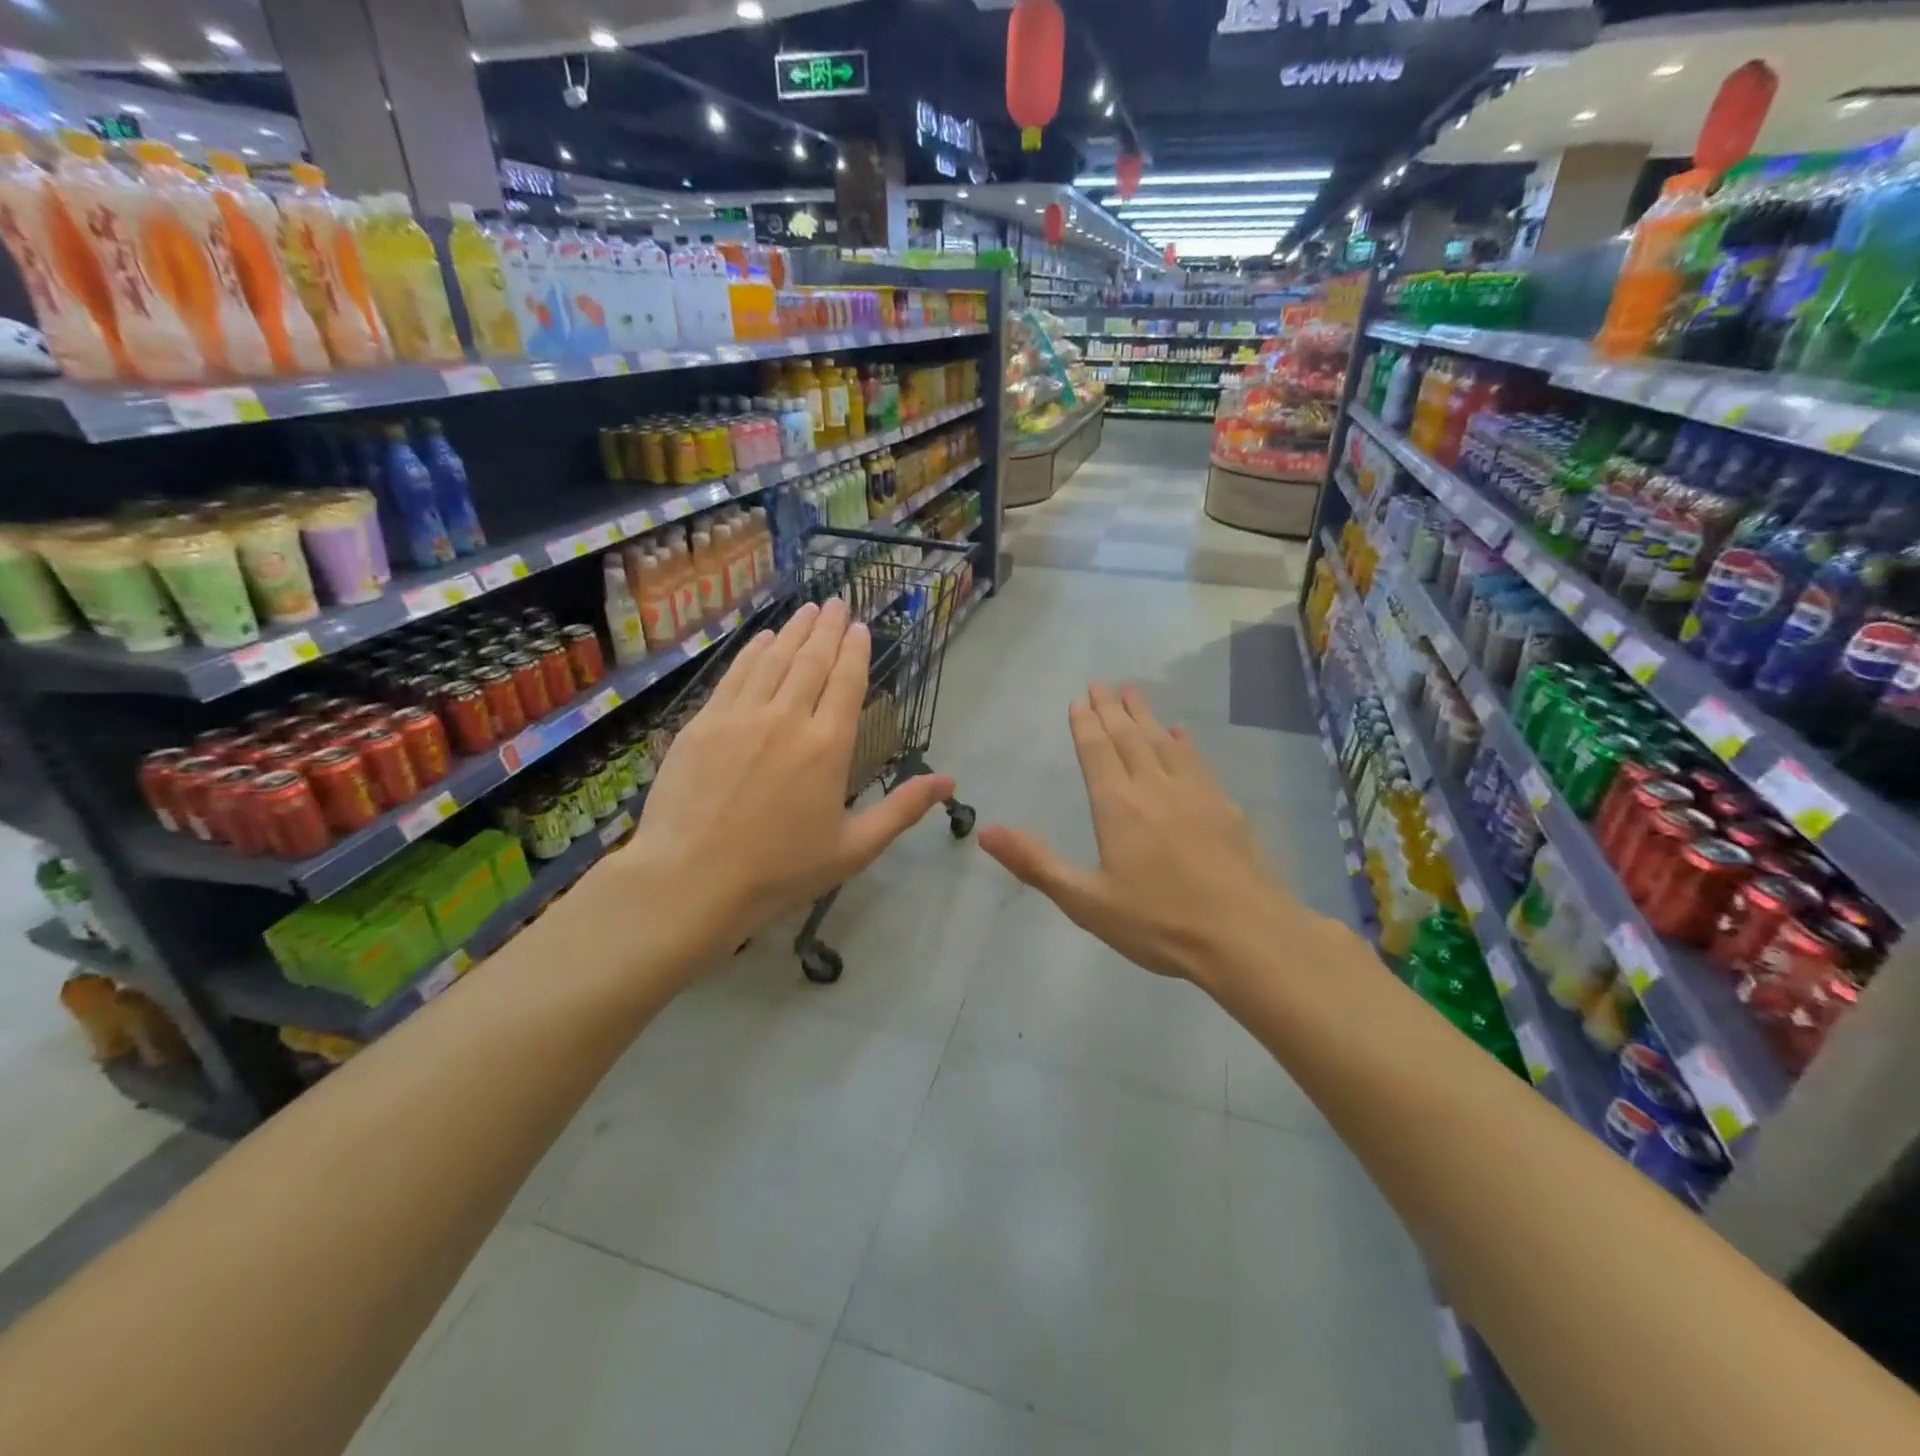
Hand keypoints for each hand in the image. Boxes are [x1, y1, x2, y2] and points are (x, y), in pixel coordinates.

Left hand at [601, 598, 954, 979]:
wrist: (691, 879)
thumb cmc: (780, 870)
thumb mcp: (853, 848)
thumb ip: (901, 809)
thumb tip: (950, 781)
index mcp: (828, 747)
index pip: (847, 682)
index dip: (856, 650)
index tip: (861, 627)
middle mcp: (788, 718)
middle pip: (812, 660)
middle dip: (828, 628)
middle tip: (837, 602)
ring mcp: (741, 716)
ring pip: (774, 659)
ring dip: (794, 630)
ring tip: (808, 609)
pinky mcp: (703, 723)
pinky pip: (736, 674)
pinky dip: (754, 651)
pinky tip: (763, 638)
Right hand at [978, 683, 1302, 986]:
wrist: (1246, 936)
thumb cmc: (1159, 923)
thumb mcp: (1086, 902)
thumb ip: (1036, 863)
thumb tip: (986, 831)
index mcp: (1118, 807)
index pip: (1097, 753)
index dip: (1085, 725)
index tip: (1079, 699)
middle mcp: (1154, 788)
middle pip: (1129, 738)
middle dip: (1112, 709)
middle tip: (1102, 682)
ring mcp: (1194, 794)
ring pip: (1163, 743)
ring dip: (1146, 716)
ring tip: (1134, 693)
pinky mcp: (1225, 808)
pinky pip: (1198, 762)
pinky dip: (1184, 743)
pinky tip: (1181, 734)